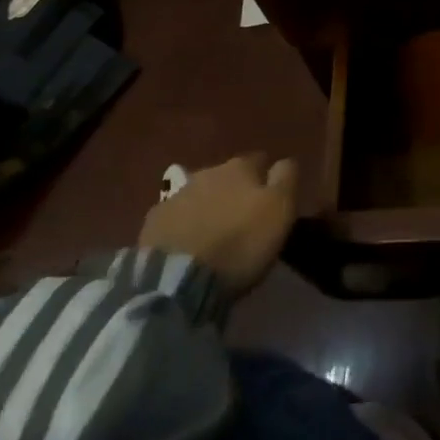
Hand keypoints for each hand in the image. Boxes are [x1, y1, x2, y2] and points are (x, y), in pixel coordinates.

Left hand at [138, 154, 298, 295]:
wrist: (179, 278)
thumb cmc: (240, 242)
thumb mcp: (280, 209)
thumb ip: (286, 178)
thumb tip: (285, 161)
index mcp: (239, 167)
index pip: (259, 160)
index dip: (266, 176)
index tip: (271, 196)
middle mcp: (206, 172)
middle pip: (226, 176)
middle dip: (234, 190)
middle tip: (242, 216)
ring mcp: (176, 196)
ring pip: (199, 194)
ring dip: (208, 206)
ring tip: (214, 232)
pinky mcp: (153, 223)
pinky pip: (175, 217)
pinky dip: (183, 225)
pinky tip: (187, 244)